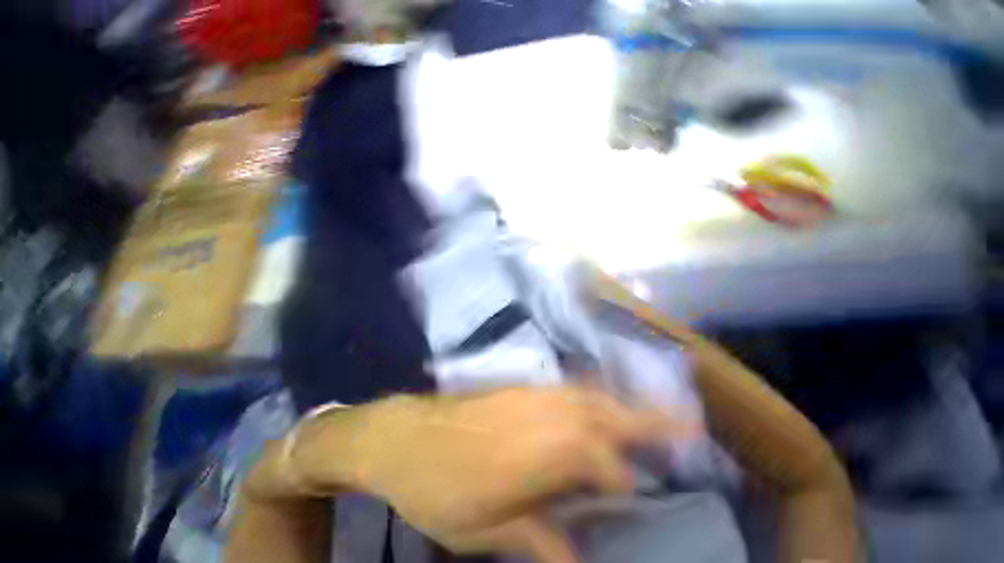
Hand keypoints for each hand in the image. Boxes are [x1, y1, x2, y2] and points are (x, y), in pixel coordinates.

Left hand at [293, 386, 684, 562]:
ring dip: (621, 404)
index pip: (607, 467)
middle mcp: (549, 414)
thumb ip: (538, 538)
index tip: (640, 496)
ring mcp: (534, 393)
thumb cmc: (439, 487)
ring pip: (591, 395)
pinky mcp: (521, 386)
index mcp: (546, 452)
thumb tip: (580, 557)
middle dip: (649, 421)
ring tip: (648, 415)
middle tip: (686, 424)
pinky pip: (567, 387)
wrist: (403, 435)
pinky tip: (594, 404)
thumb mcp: (485, 529)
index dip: (627, 484)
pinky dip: (590, 395)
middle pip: (609, 414)